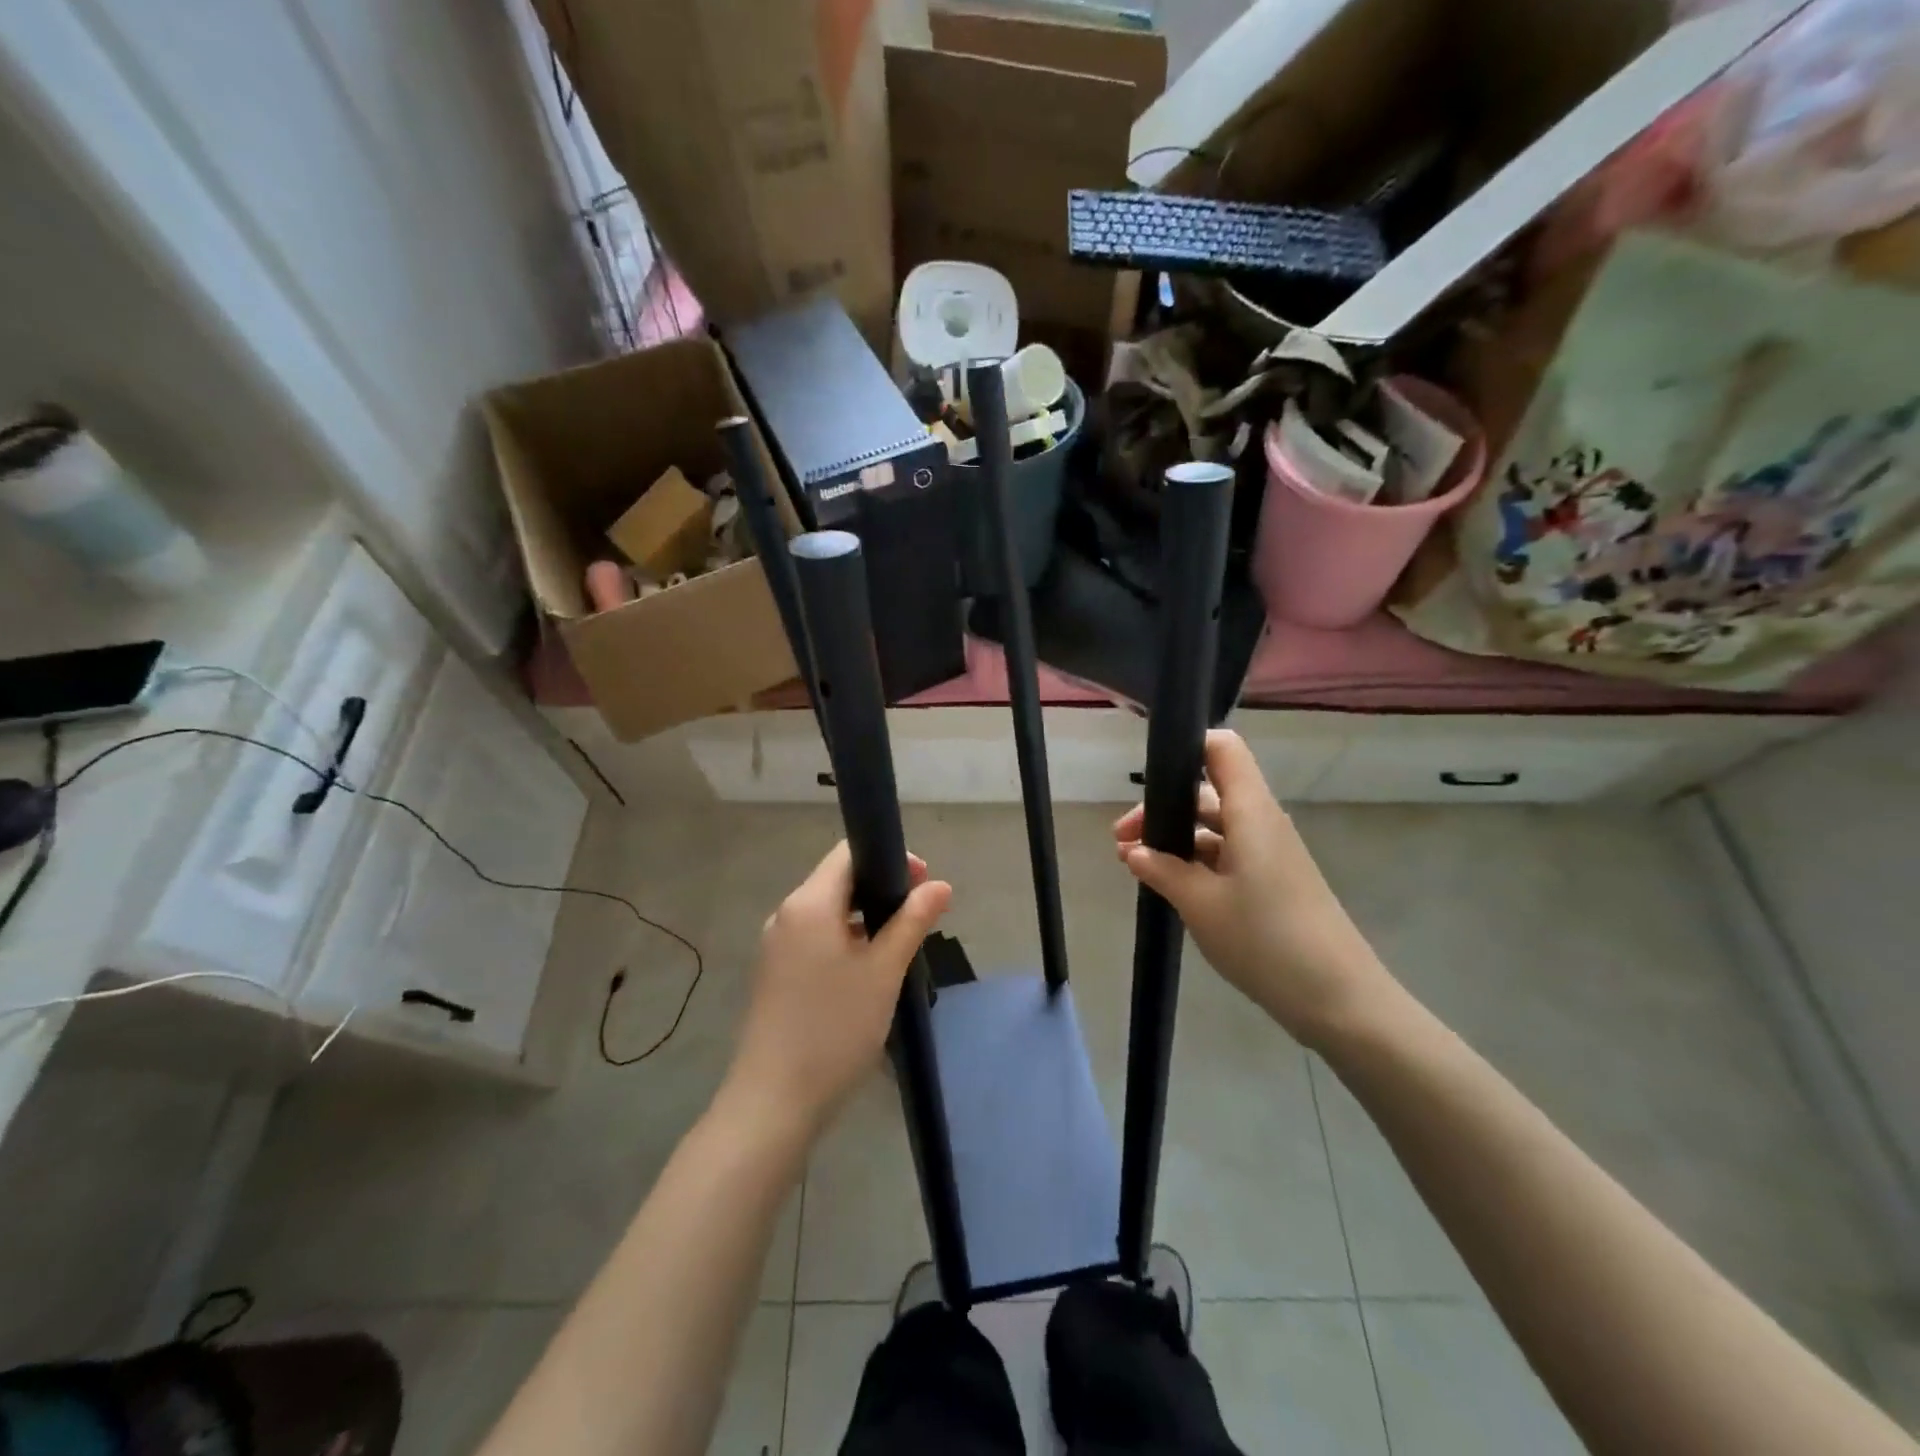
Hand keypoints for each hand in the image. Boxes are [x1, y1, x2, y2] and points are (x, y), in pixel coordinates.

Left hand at [726, 841, 951, 1138]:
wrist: (774, 1101)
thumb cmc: (834, 1028)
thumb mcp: (884, 971)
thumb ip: (912, 921)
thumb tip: (940, 885)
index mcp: (809, 903)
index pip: (848, 853)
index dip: (889, 858)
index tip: (923, 884)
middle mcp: (786, 914)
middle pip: (838, 880)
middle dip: (881, 888)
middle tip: (920, 917)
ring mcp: (776, 945)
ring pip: (828, 911)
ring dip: (865, 916)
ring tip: (900, 945)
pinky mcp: (775, 972)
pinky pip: (816, 937)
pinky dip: (845, 939)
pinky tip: (868, 970)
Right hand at [1114, 729, 1389, 1045]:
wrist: (1339, 999)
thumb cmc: (1265, 939)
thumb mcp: (1200, 904)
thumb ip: (1162, 870)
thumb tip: (1136, 852)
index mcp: (1250, 812)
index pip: (1223, 749)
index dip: (1186, 746)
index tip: (1146, 775)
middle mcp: (1262, 822)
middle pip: (1208, 792)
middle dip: (1163, 809)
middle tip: (1122, 841)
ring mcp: (1270, 853)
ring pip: (1215, 827)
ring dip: (1176, 840)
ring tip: (1136, 866)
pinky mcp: (1274, 881)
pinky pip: (1228, 854)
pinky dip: (1196, 862)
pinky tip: (1170, 887)